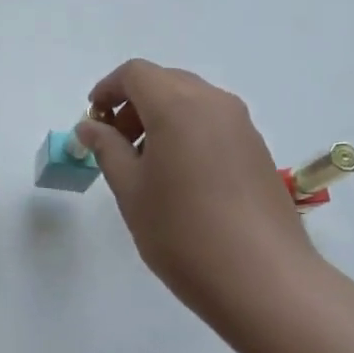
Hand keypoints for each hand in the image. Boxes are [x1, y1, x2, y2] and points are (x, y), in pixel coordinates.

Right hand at [76, 59, 324, 333]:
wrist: (264, 279)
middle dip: (133, 104)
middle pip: (165, 82)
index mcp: (178, 106)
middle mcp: (214, 103)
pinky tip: (180, 177)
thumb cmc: (183, 232)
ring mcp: (242, 125)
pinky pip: (213, 122)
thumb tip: (89, 126)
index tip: (93, 120)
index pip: (135, 74)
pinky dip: (187, 131)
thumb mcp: (131, 190)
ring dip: (161, 118)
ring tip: (146, 165)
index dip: (108, 89)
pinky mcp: (257, 149)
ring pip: (191, 101)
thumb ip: (106, 148)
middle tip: (115, 144)